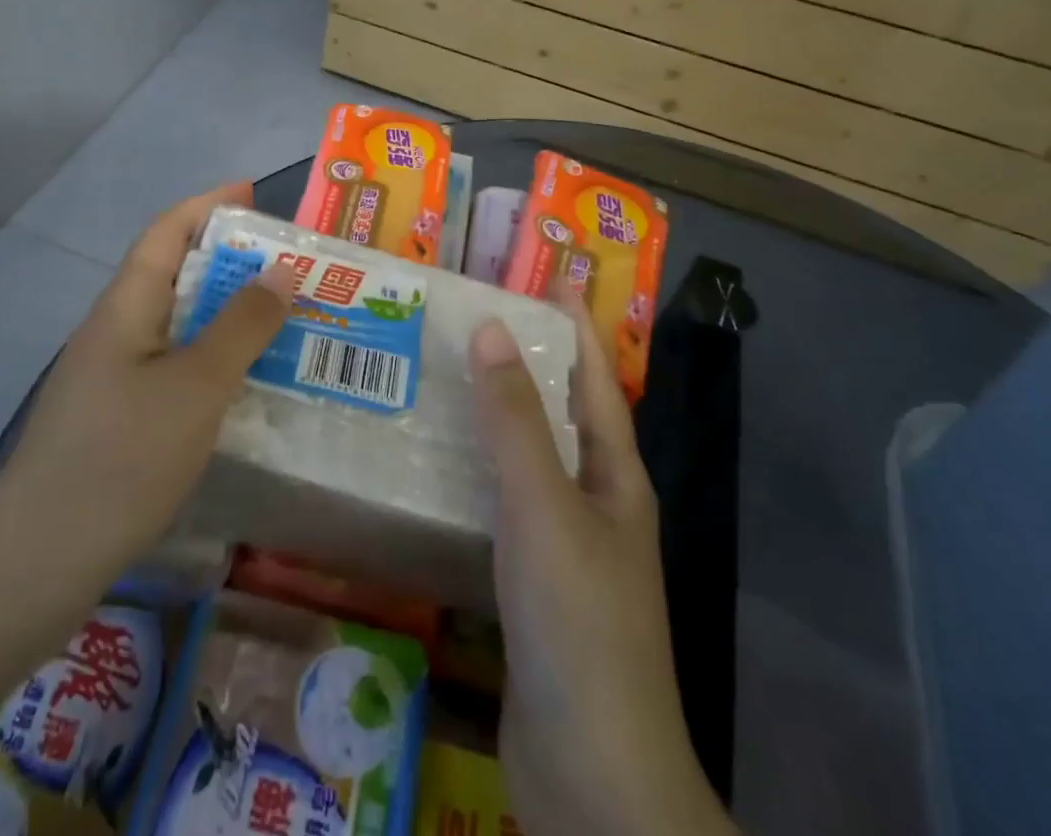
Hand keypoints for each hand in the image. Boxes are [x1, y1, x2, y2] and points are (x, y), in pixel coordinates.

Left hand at [0, 183, 293, 603]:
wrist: (37, 562)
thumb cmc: (122, 458)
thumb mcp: (197, 385)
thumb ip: (242, 325)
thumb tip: (281, 269)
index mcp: (126, 307)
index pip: (166, 231)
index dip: (209, 204)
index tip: (254, 194)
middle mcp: (115, 331)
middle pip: (175, 273)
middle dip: (230, 261)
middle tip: (290, 267)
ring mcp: (112, 377)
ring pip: (178, 325)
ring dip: (226, 314)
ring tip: (282, 321)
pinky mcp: (116, 419)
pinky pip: (174, 367)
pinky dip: (213, 360)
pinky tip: (245, 386)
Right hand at [470, 300, 733, 835]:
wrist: (591, 772)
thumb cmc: (578, 621)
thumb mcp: (543, 506)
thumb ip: (516, 420)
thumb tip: (491, 330)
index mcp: (614, 476)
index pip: (595, 379)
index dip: (576, 325)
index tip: (550, 277)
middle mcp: (595, 503)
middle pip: (562, 414)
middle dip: (528, 363)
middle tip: (474, 320)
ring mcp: (565, 547)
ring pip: (528, 460)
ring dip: (496, 418)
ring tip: (444, 379)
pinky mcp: (532, 586)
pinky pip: (502, 507)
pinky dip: (476, 475)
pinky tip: (435, 468)